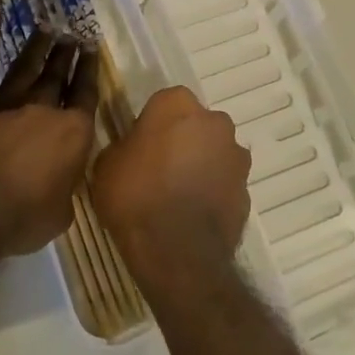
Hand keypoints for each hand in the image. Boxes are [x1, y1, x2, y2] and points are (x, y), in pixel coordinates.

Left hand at [0, 9, 101, 264]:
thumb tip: (61, 181)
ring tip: (47, 27)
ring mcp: (5, 102)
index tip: (91, 49)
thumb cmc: (19, 220)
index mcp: (72, 134)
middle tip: (72, 35)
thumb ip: (65, 189)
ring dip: (38, 45)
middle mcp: (42, 109)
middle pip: (57, 75)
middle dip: (66, 54)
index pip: (85, 94)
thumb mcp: (60, 214)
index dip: (89, 70)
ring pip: (26, 65)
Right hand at [92, 86, 251, 300]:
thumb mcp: (107, 164)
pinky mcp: (247, 189)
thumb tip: (133, 149)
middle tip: (158, 168)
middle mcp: (214, 122)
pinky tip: (192, 214)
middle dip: (181, 140)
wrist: (177, 252)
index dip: (151, 124)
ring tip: (176, 196)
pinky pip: (224, 182)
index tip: (139, 146)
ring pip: (214, 152)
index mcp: (177, 105)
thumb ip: (124, 145)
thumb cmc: (135, 197)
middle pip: (195, 125)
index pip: (164, 102)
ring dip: (200, 165)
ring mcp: (236, 156)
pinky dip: (212, 192)